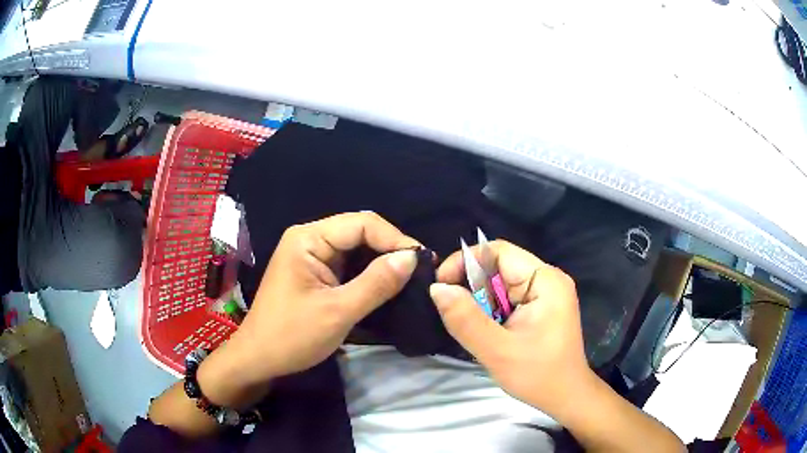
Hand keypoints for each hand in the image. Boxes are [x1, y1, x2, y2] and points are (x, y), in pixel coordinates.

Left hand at [232, 212, 419, 380]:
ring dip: (382, 262)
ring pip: (356, 248)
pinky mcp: (315, 272)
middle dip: (390, 249)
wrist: (259, 359)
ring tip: (411, 278)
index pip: (362, 224)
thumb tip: (412, 257)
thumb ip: (376, 283)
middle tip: (421, 271)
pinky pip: (348, 264)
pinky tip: (388, 284)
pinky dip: (369, 273)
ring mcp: (311, 255)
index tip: (423, 261)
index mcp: (309, 238)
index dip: (395, 239)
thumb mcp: (338, 312)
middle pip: (360, 232)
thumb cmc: (292, 336)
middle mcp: (310, 238)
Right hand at [429, 240, 592, 418]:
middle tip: (452, 312)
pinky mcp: (541, 306)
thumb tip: (437, 288)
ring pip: (500, 283)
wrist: (565, 397)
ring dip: (480, 301)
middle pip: (499, 266)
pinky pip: (507, 297)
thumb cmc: (538, 375)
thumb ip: (465, 319)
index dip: (465, 262)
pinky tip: (486, 330)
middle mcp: (547, 279)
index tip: (441, 286)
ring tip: (470, 325)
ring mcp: (546, 292)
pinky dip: (490, 310)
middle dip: (472, 286)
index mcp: (545, 280)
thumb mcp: (497, 351)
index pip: (498, 252)